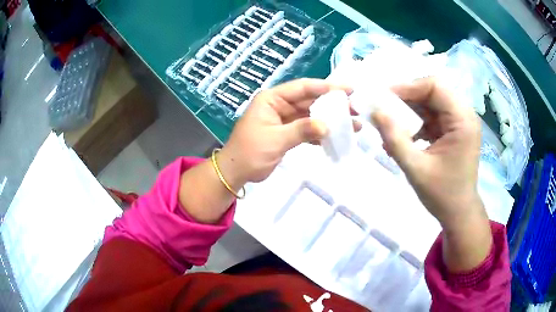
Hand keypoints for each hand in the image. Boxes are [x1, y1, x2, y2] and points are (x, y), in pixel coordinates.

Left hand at [217, 79, 350, 189]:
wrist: (235, 172)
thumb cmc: (249, 153)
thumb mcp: (275, 140)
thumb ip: (301, 130)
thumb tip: (327, 126)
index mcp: (272, 99)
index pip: (302, 88)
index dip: (325, 87)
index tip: (347, 89)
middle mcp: (279, 105)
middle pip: (310, 100)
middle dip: (333, 104)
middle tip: (355, 108)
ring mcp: (284, 119)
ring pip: (312, 115)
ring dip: (330, 119)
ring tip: (353, 124)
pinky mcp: (288, 132)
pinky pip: (308, 129)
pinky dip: (321, 133)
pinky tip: (337, 136)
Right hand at [372, 77, 491, 271]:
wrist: (458, 213)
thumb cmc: (442, 195)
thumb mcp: (415, 168)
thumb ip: (394, 138)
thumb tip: (375, 111)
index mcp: (463, 120)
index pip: (435, 85)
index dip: (408, 86)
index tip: (384, 97)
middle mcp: (465, 115)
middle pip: (433, 91)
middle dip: (407, 97)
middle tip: (384, 108)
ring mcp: (460, 122)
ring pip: (431, 102)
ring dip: (410, 110)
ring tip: (391, 124)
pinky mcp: (454, 130)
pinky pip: (433, 116)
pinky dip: (417, 122)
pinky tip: (405, 136)